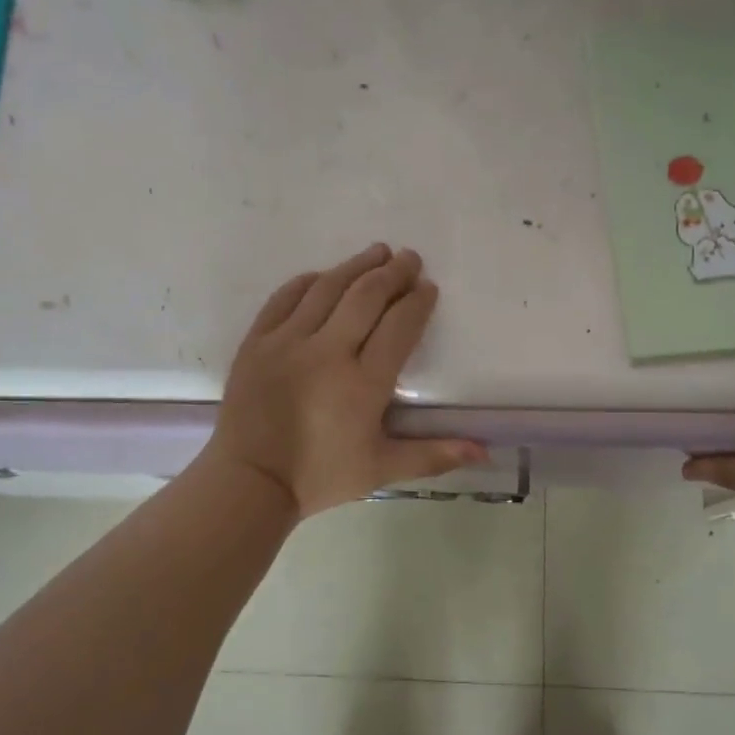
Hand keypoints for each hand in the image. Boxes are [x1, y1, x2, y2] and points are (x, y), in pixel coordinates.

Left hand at [205, 243, 485, 517]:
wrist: (249, 482)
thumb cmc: (320, 476)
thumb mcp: (382, 470)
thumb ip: (434, 454)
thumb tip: (485, 451)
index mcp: (363, 382)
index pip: (399, 326)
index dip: (417, 302)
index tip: (428, 288)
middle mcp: (327, 352)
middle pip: (366, 296)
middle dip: (393, 273)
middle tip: (410, 259)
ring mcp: (287, 342)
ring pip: (327, 288)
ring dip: (356, 266)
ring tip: (378, 252)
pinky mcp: (257, 341)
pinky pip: (284, 298)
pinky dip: (308, 281)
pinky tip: (325, 275)